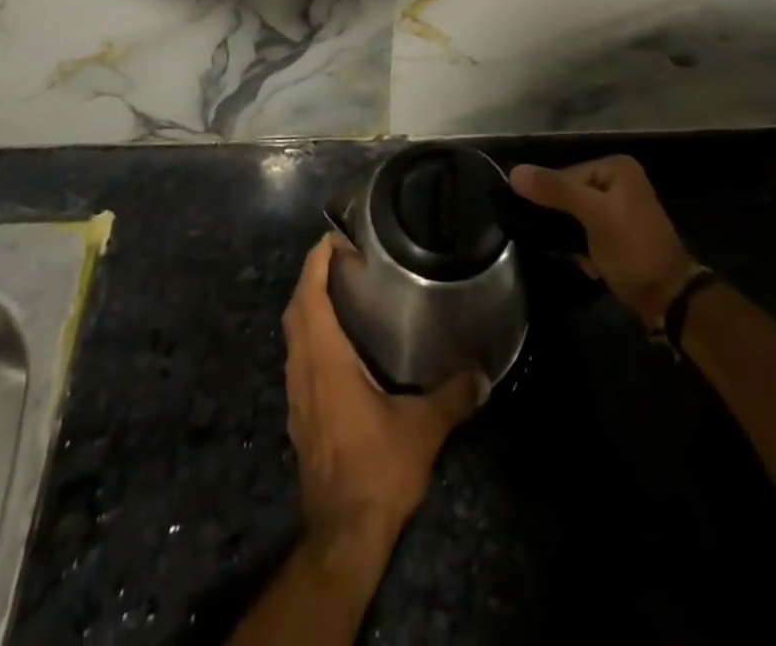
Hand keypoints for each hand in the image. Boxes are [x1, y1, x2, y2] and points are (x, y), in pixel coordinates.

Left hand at [281, 234, 481, 552]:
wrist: (341, 537)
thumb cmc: (377, 470)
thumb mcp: (423, 429)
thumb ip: (453, 396)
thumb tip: (482, 375)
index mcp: (325, 360)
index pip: (309, 295)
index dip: (317, 261)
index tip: (337, 239)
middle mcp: (303, 370)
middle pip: (296, 310)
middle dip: (312, 277)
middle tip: (343, 259)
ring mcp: (297, 396)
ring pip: (293, 336)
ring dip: (309, 307)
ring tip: (341, 293)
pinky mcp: (300, 417)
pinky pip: (298, 359)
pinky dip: (312, 336)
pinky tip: (339, 346)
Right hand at [509, 155, 701, 329]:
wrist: (669, 298)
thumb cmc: (633, 249)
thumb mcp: (594, 215)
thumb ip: (556, 190)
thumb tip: (514, 171)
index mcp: (615, 167)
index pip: (565, 174)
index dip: (551, 198)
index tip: (544, 225)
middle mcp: (618, 181)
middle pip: (569, 194)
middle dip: (563, 223)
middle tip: (564, 244)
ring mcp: (618, 209)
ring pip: (574, 217)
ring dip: (572, 240)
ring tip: (579, 256)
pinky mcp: (616, 234)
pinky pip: (585, 233)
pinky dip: (583, 250)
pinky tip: (591, 266)